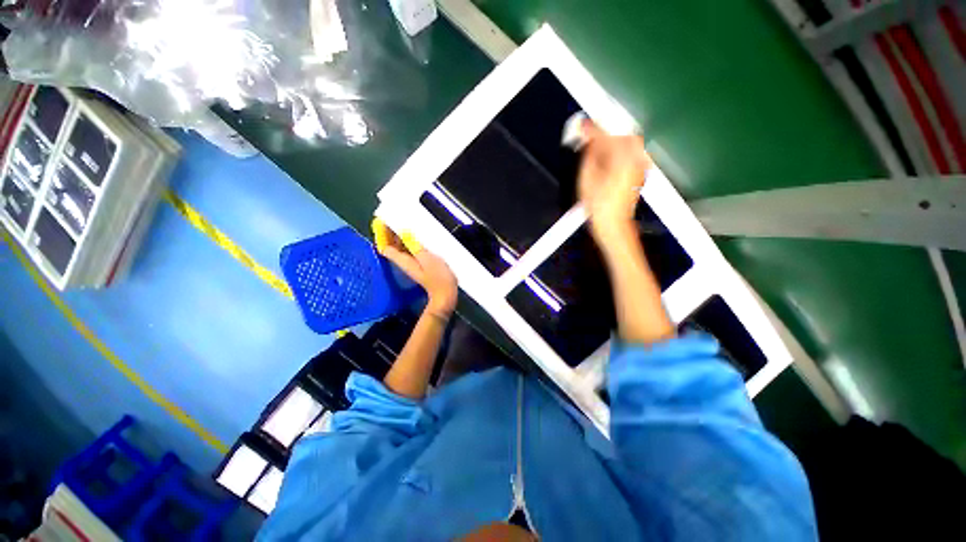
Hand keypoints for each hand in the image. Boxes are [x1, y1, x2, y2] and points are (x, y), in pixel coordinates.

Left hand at [377, 225, 457, 317]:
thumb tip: (404, 233)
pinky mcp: (421, 264)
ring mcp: (413, 263)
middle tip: (395, 217)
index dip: (382, 234)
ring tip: (406, 222)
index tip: (384, 221)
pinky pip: (410, 250)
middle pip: (392, 246)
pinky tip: (418, 235)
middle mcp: (405, 261)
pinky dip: (411, 241)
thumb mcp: (428, 260)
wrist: (446, 294)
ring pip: (401, 247)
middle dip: (391, 232)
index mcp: (403, 260)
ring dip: (401, 236)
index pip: (385, 247)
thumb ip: (415, 247)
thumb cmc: (439, 278)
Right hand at [577, 120, 651, 243]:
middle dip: (605, 132)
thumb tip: (588, 139)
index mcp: (622, 158)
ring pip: (627, 142)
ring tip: (596, 148)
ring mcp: (641, 164)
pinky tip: (607, 158)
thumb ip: (589, 154)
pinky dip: (618, 151)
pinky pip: (631, 152)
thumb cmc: (599, 206)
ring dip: (611, 141)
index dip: (592, 128)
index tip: (582, 125)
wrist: (613, 224)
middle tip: (589, 136)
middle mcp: (636, 158)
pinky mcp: (641, 171)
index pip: (606, 135)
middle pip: (621, 135)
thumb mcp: (586, 179)